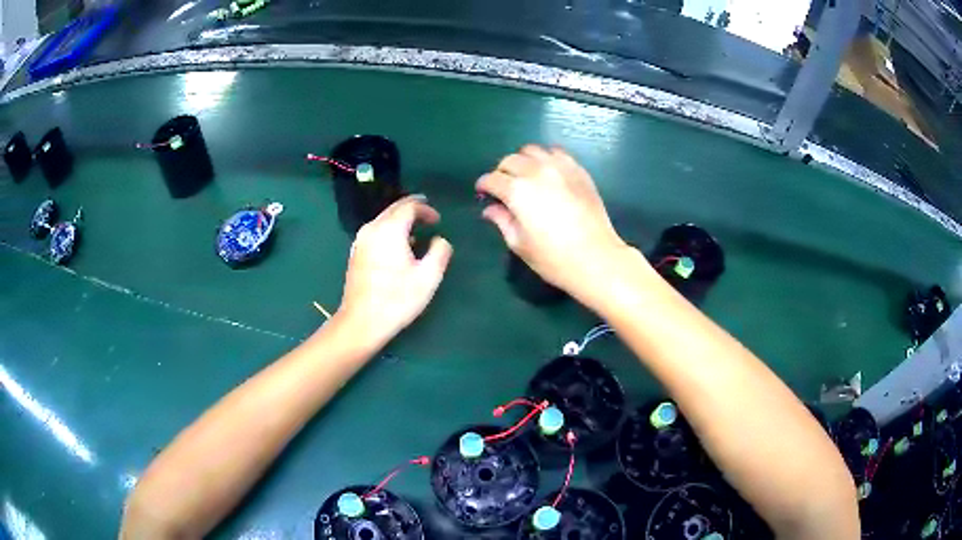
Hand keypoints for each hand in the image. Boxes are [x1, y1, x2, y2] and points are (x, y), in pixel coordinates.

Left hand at [336, 195, 452, 345]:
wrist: (361, 321)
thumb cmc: (397, 299)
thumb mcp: (429, 277)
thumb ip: (439, 252)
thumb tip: (440, 240)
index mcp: (390, 229)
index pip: (409, 206)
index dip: (426, 209)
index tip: (438, 220)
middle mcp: (372, 228)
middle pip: (393, 209)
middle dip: (412, 208)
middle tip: (428, 214)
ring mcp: (360, 240)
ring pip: (383, 219)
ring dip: (400, 220)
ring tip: (416, 229)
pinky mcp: (355, 253)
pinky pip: (376, 231)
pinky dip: (390, 230)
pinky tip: (398, 245)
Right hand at [476, 145, 631, 295]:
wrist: (597, 258)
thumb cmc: (554, 258)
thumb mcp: (519, 244)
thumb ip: (502, 221)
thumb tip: (491, 209)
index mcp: (517, 191)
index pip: (492, 179)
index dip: (484, 186)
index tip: (484, 194)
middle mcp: (536, 172)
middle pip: (510, 160)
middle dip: (502, 172)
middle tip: (504, 188)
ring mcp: (560, 168)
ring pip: (532, 151)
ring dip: (523, 161)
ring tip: (526, 177)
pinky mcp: (578, 171)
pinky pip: (557, 153)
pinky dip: (547, 158)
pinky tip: (548, 173)